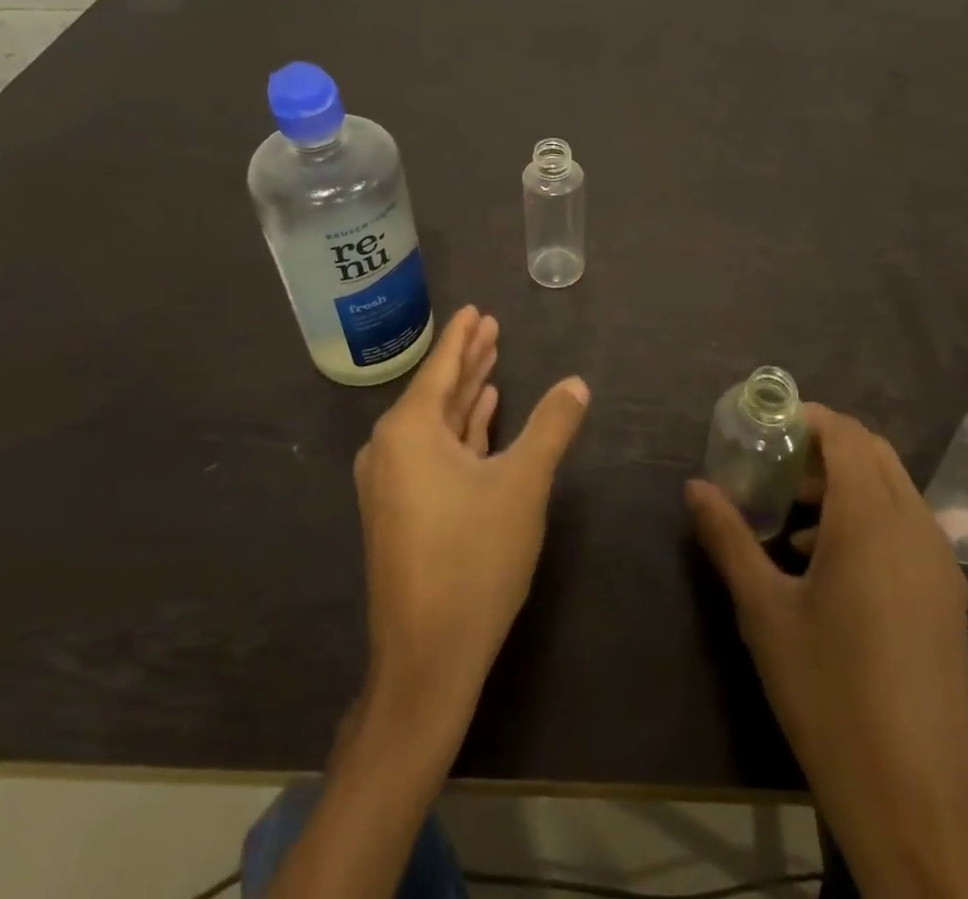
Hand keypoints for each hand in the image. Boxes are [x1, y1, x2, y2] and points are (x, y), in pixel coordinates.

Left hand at [353, 306, 589, 742]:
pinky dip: (461, 431)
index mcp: (409, 431)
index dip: (463, 337)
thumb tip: (577, 383)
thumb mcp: (524, 484)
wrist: (428, 659)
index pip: (442, 367)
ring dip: (467, 394)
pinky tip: (483, 415)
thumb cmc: (474, 559)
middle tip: (492, 327)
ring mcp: (393, 482)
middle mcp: (390, 448)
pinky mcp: (402, 510)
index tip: (475, 309)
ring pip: (438, 423)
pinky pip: (434, 452)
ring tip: (492, 362)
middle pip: (438, 390)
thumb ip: (551, 426)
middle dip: (468, 360)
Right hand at [687, 404, 967, 895]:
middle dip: (824, 447)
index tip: (766, 425)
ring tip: (789, 518)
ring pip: (893, 490)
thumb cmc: (831, 694)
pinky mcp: (948, 598)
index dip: (808, 417)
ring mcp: (939, 564)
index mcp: (871, 519)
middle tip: (774, 466)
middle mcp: (914, 526)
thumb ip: (729, 538)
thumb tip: (695, 488)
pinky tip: (825, 566)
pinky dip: (868, 518)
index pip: (845, 434)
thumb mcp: (764, 612)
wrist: (921, 801)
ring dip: (845, 484)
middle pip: (873, 453)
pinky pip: (906, 527)